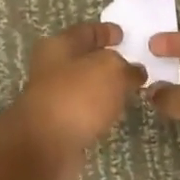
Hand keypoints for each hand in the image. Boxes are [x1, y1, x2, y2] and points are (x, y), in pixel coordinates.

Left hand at [0, 22, 144, 179]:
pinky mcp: (58, 127)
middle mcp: (51, 70)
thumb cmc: (76, 97)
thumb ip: (126, 67)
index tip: (123, 35)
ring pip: (84, 87)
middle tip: (132, 64)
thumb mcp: (110, 70)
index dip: (105, 31)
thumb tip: (134, 72)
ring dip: (103, 88)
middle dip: (105, 60)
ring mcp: (52, 99)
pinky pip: (84, 111)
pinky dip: (98, 110)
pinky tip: (113, 114)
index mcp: (58, 46)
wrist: (45, 148)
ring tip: (128, 90)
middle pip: (82, 59)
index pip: (85, 31)